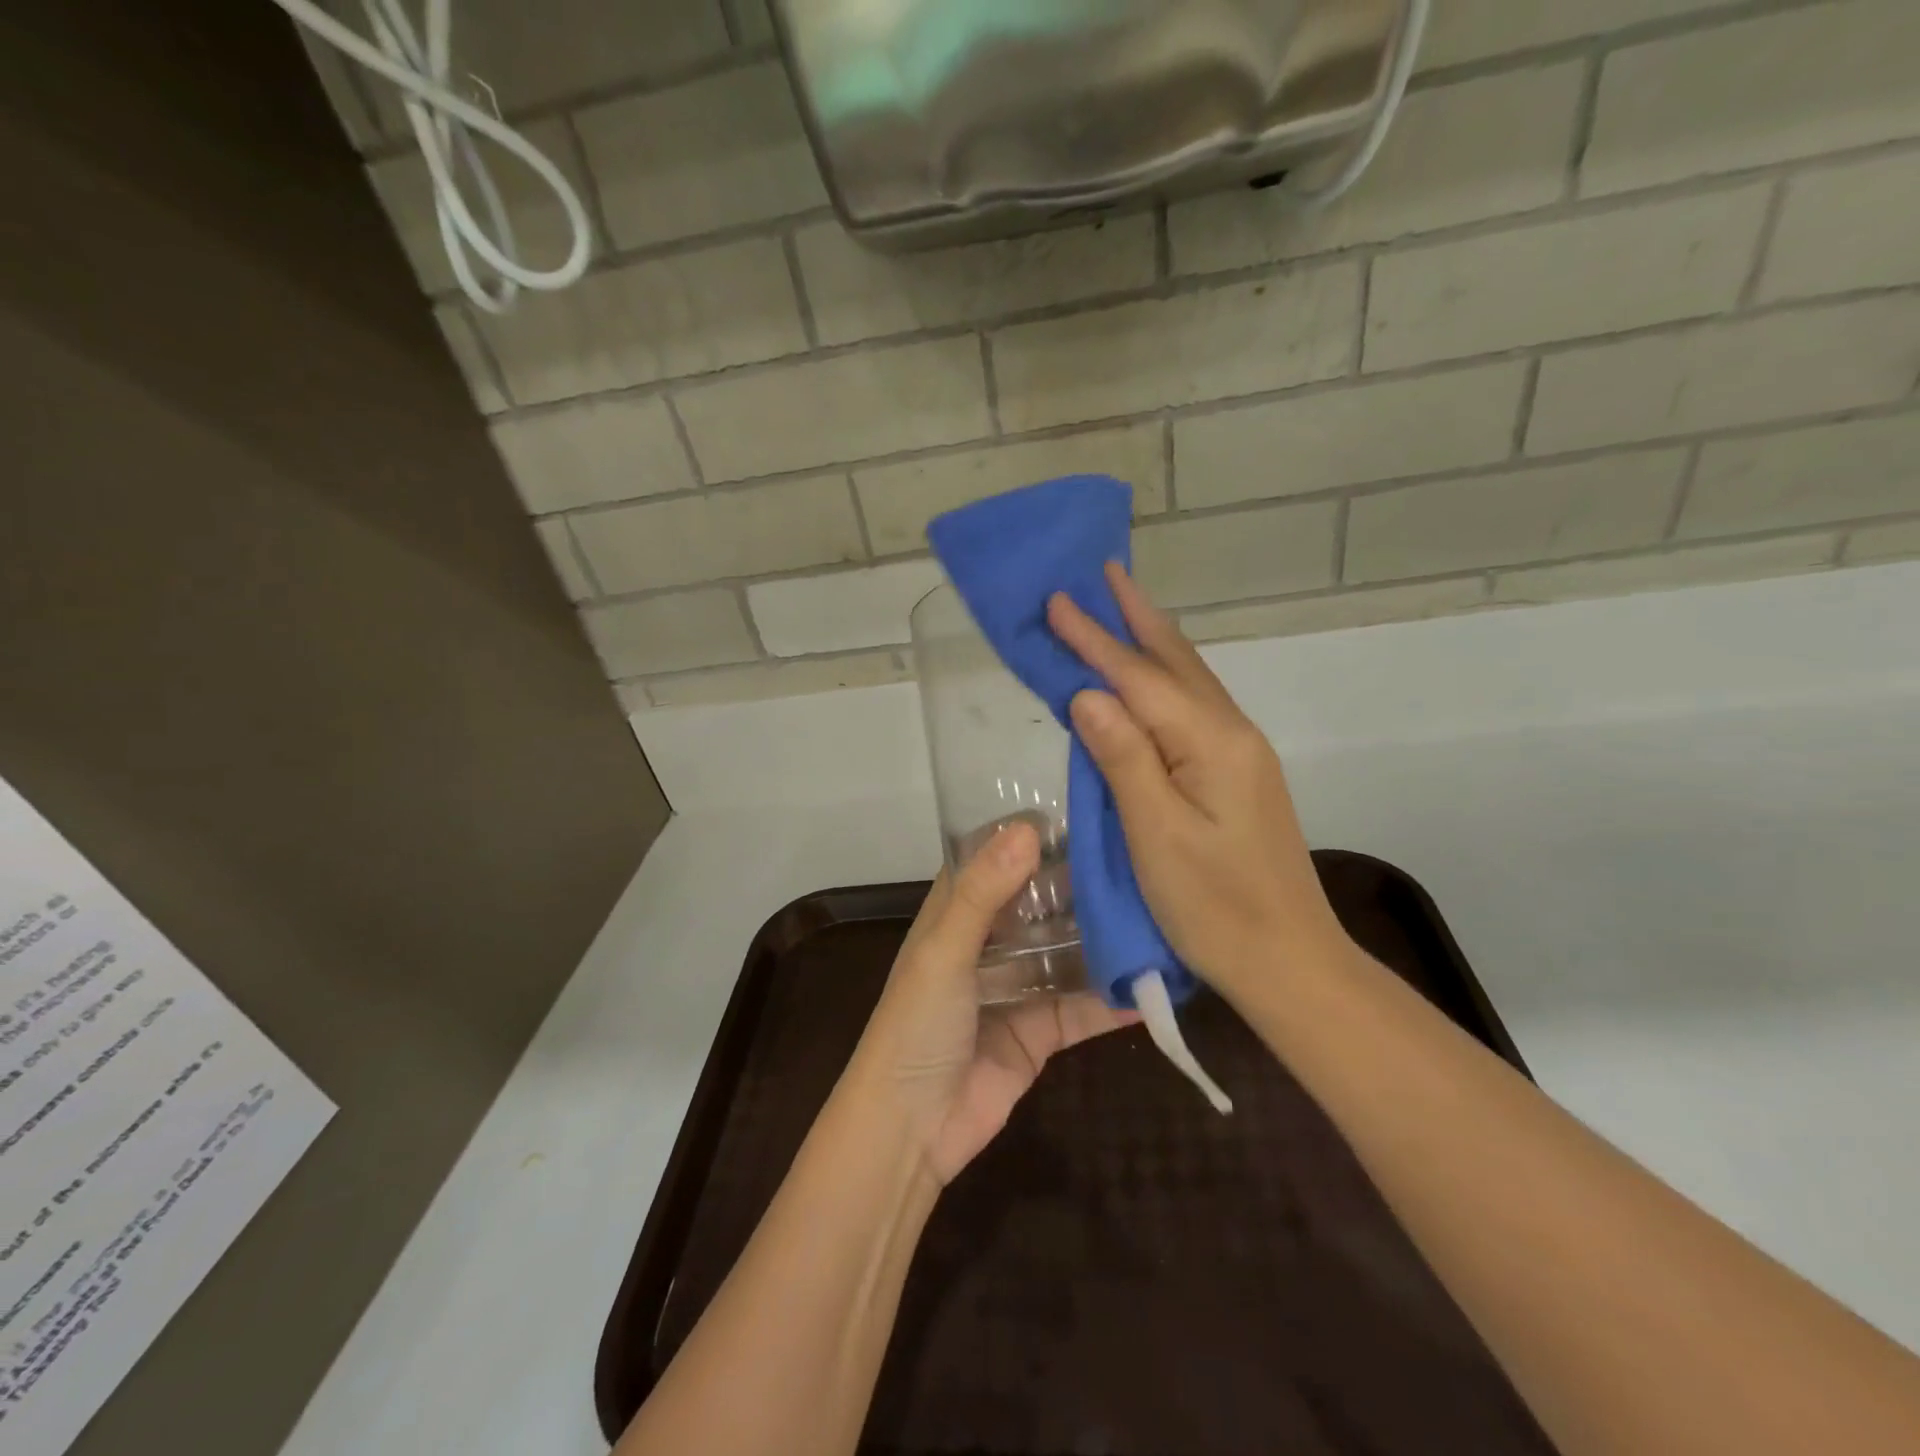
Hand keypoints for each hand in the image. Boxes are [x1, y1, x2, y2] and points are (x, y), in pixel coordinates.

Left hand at [849, 821, 1138, 1185]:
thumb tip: (1028, 829)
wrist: (910, 1130)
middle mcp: (990, 942)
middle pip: (1041, 902)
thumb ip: (983, 892)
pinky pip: (1083, 1007)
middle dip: (1082, 884)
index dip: (1031, 835)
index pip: (996, 858)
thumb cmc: (915, 1025)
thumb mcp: (944, 951)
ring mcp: (1018, 986)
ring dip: (1105, 938)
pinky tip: (1157, 985)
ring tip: (1159, 912)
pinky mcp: (1040, 1031)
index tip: (1084, 812)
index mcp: (957, 913)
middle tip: (1140, 859)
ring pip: (1068, 951)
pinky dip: (1114, 1000)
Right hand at [1046, 563, 1352, 996]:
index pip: (1138, 678)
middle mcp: (1231, 733)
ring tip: (1121, 607)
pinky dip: (1164, 679)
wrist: (1289, 960)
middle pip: (1175, 661)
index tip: (1056, 600)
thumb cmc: (1214, 906)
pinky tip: (1150, 679)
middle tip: (1103, 571)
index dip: (1094, 639)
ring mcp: (1240, 754)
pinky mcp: (1237, 775)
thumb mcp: (1156, 836)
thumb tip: (1087, 693)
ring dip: (1151, 641)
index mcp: (1210, 743)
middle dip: (1134, 616)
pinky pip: (1193, 707)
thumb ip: (1124, 758)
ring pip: (1189, 680)